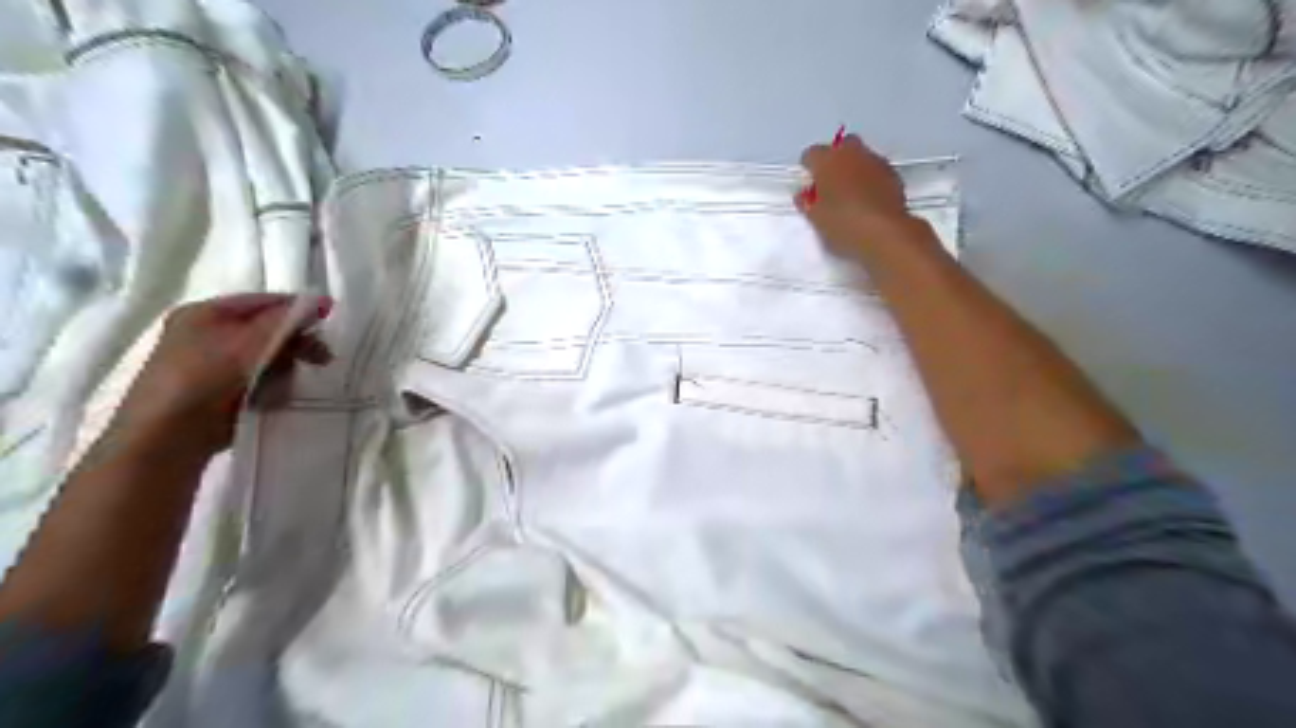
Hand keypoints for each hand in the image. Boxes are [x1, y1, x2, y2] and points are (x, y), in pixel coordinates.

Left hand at [109, 290, 331, 458]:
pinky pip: (258, 381)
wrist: (166, 439)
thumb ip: (286, 319)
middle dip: (295, 344)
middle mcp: (205, 334)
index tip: (329, 321)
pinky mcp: (217, 393)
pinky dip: (271, 388)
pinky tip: (272, 400)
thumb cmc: (204, 380)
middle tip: (322, 359)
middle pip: (268, 330)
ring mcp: (210, 365)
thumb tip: (320, 299)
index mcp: (205, 312)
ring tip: (285, 386)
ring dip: (284, 370)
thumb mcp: (249, 341)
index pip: (265, 301)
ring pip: (267, 358)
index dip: (299, 308)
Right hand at [791, 133, 920, 259]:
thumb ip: (807, 202)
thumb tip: (805, 195)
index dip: (808, 168)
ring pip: (861, 157)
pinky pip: (876, 170)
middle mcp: (852, 153)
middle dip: (835, 160)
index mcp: (827, 160)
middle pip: (840, 146)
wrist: (885, 233)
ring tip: (850, 194)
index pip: (811, 154)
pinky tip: (868, 200)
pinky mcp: (894, 174)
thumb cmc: (842, 224)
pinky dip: (870, 179)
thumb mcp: (815, 218)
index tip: (809, 184)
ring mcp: (876, 161)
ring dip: (854, 169)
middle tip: (830, 184)